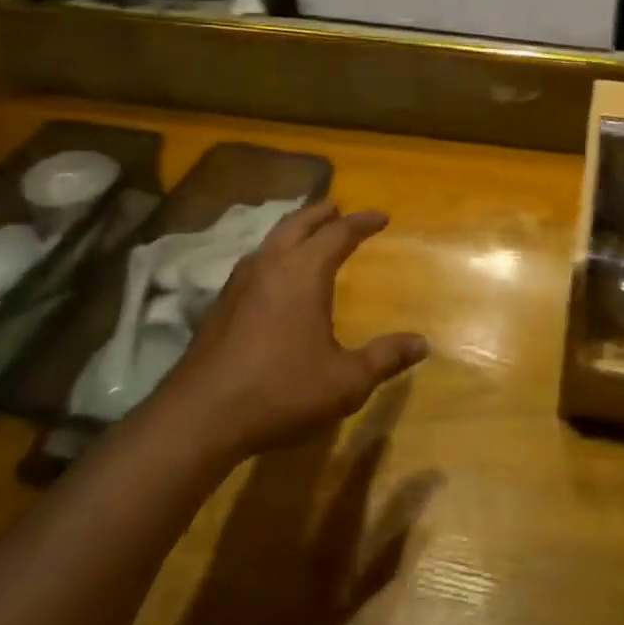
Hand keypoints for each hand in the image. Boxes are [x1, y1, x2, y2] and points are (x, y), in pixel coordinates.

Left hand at [162, 202, 428, 462]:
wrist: (201, 416)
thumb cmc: (281, 391)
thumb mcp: (345, 381)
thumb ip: (384, 358)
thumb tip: (422, 343)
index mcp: (303, 273)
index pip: (338, 234)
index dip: (362, 222)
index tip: (382, 216)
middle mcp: (270, 266)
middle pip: (297, 224)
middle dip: (321, 213)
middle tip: (338, 208)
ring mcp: (238, 284)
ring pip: (270, 240)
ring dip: (292, 230)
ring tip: (306, 233)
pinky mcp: (220, 305)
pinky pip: (253, 262)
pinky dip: (272, 253)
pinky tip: (272, 275)